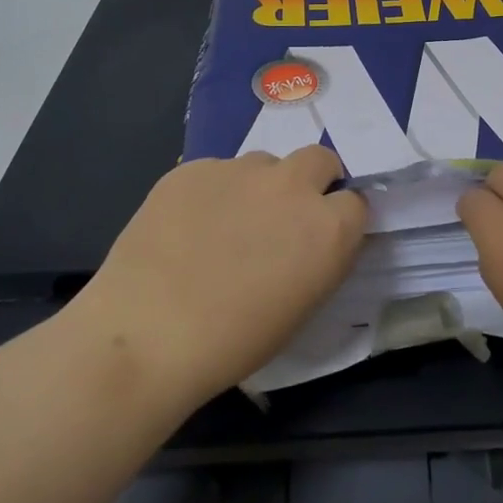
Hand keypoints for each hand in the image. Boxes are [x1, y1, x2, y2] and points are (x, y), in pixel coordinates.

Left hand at [75, 146, 366, 403]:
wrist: (147, 334)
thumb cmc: (233, 342)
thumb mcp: (300, 307)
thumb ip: (316, 258)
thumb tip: (307, 239)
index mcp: (328, 227)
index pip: (355, 202)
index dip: (338, 219)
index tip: (319, 238)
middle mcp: (292, 186)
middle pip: (319, 159)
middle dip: (311, 180)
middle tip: (283, 216)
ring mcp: (240, 170)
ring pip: (263, 163)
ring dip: (257, 187)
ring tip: (223, 226)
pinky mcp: (194, 168)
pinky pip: (215, 172)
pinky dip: (211, 193)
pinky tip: (185, 228)